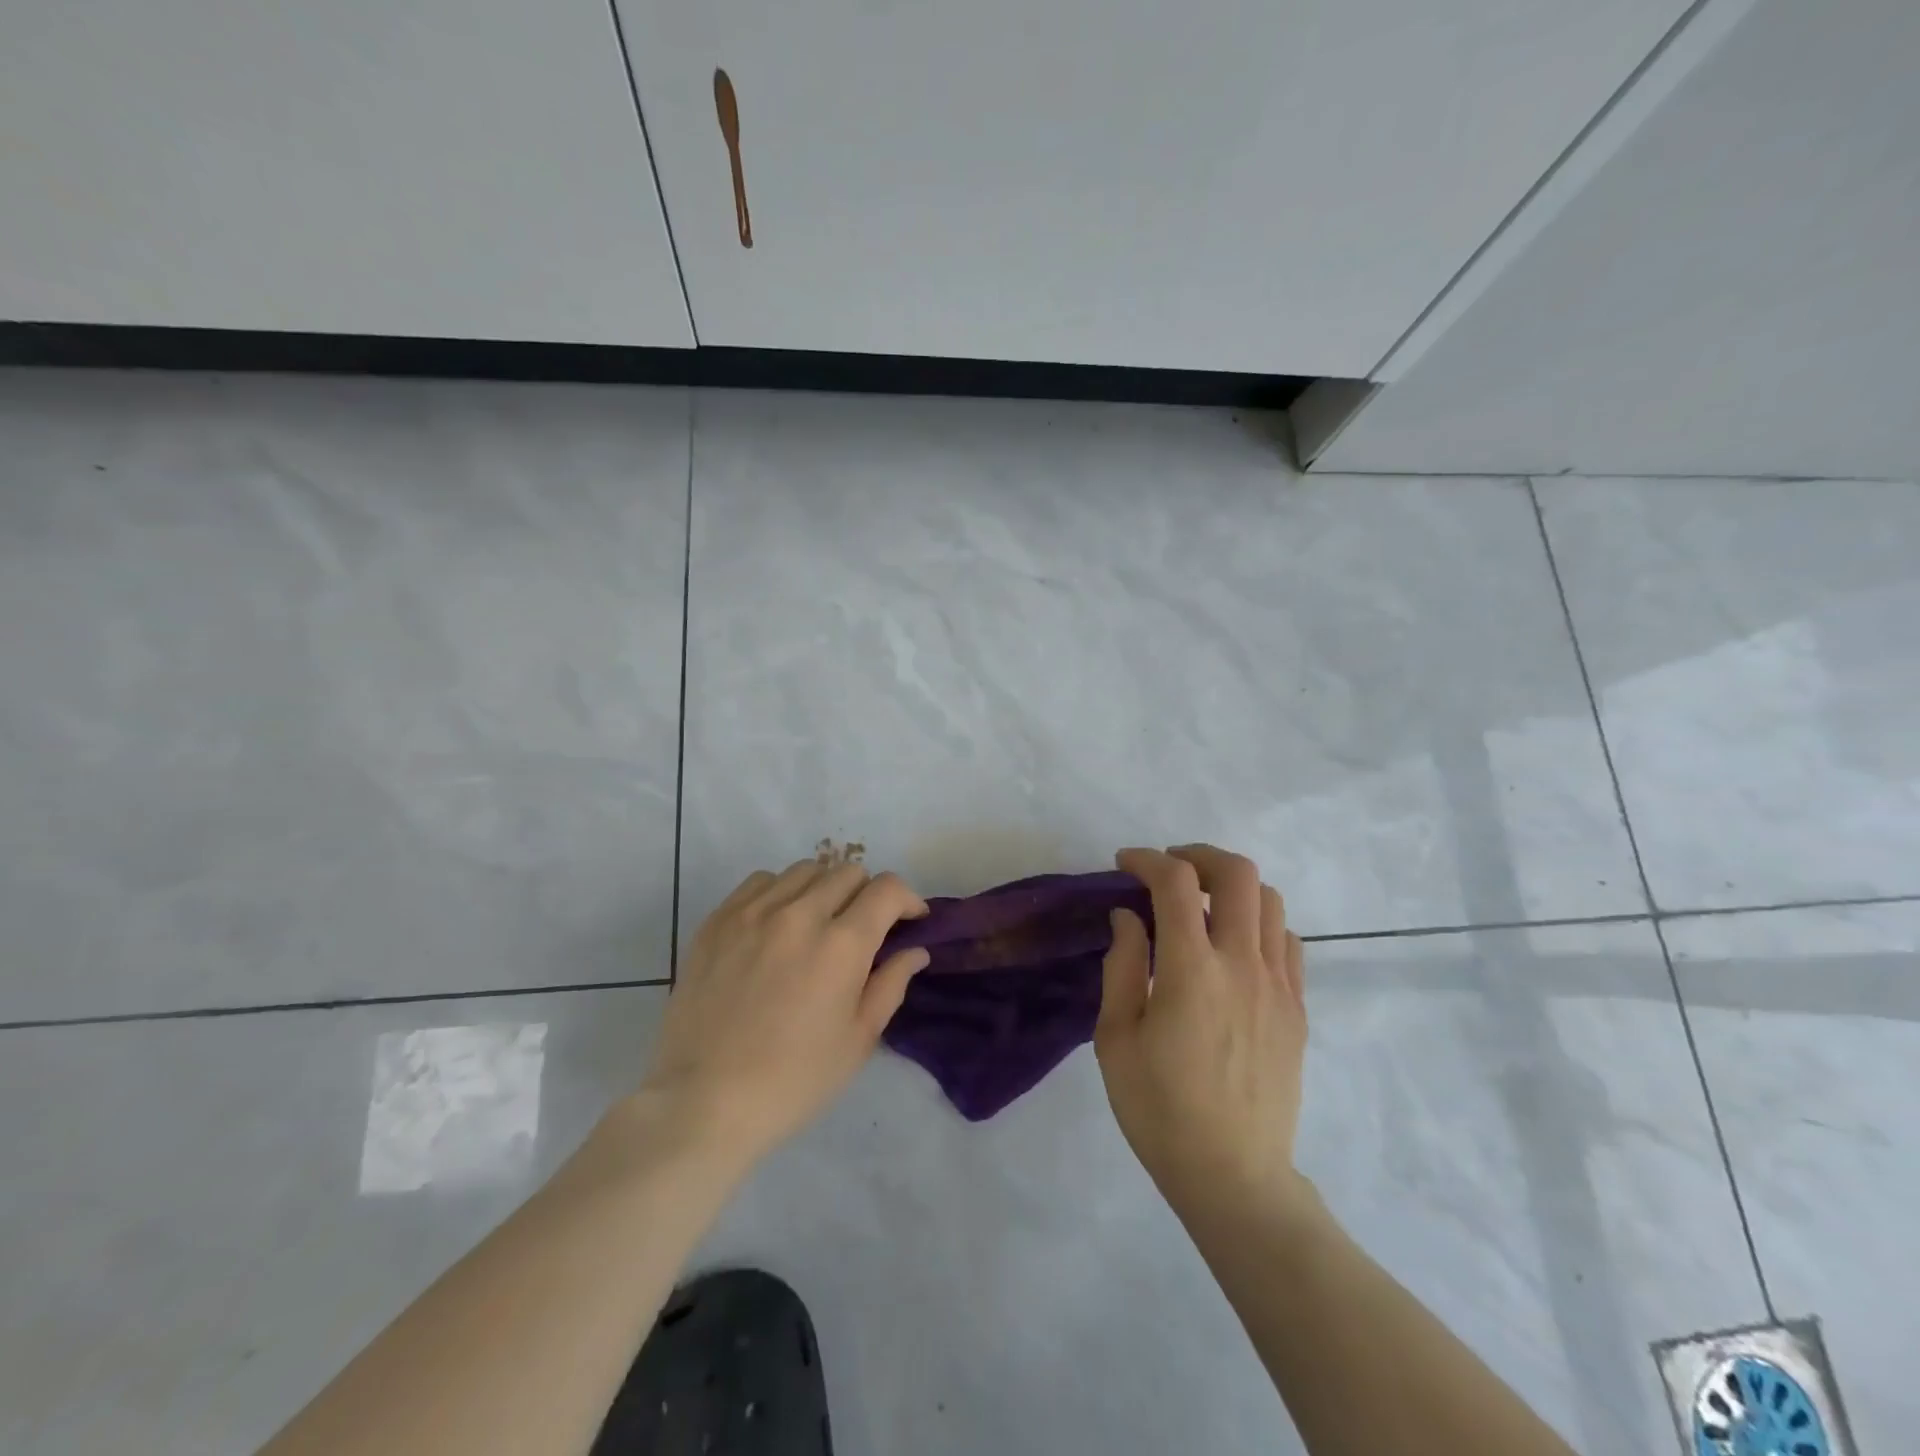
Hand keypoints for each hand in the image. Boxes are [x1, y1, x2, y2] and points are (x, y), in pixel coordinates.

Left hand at [637, 860, 929, 1167]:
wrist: (703, 1101)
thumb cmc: (793, 1081)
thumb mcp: (858, 1040)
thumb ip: (891, 984)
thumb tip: (915, 950)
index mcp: (842, 944)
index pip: (887, 889)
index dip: (908, 899)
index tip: (909, 920)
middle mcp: (800, 914)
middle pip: (848, 872)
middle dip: (868, 894)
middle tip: (863, 929)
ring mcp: (754, 912)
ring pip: (805, 870)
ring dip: (824, 889)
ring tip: (819, 923)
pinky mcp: (718, 920)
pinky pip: (761, 881)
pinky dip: (781, 892)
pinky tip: (777, 924)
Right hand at [1096, 845, 1308, 1217]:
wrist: (1233, 1175)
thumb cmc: (1159, 1109)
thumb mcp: (1115, 1038)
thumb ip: (1122, 966)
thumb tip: (1128, 916)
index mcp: (1192, 971)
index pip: (1175, 882)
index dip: (1147, 859)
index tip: (1124, 864)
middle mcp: (1243, 964)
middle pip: (1237, 874)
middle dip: (1198, 855)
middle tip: (1169, 869)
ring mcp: (1279, 985)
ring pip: (1269, 901)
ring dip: (1231, 887)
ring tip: (1201, 905)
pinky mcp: (1297, 1008)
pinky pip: (1287, 941)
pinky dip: (1258, 923)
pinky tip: (1233, 947)